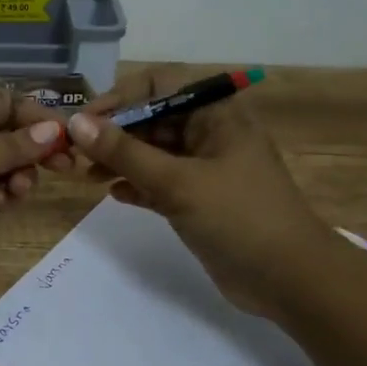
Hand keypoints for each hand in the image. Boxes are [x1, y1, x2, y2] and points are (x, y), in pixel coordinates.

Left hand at [0, 84, 64, 285]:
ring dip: (19, 176)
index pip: (2, 103)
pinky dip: (3, 197)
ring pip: (5, 167)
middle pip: (7, 136)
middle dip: (35, 148)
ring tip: (17, 190)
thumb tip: (53, 130)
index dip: (34, 115)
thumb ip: (7, 148)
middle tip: (65, 165)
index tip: (66, 134)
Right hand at [63, 69, 334, 317]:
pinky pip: (160, 182)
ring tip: (86, 176)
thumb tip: (77, 123)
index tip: (85, 122)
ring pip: (153, 152)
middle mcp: (210, 133)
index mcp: (216, 114)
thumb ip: (125, 152)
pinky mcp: (200, 200)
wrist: (291, 280)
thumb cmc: (239, 217)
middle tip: (75, 155)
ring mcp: (205, 168)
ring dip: (120, 160)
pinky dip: (137, 185)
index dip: (120, 98)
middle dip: (114, 133)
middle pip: (152, 119)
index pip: (159, 85)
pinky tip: (113, 195)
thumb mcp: (178, 182)